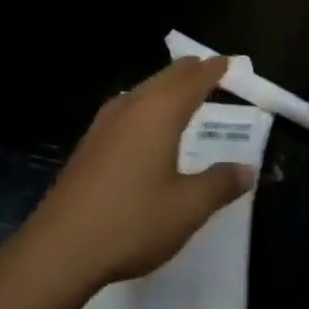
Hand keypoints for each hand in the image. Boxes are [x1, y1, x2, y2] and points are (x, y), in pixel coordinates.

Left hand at [12, 56, 255, 298]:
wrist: (61, 247)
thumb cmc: (132, 222)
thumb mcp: (186, 208)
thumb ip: (219, 184)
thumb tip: (248, 168)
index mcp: (160, 111)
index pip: (193, 79)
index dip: (213, 69)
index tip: (228, 61)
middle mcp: (133, 105)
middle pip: (166, 77)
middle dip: (190, 71)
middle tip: (209, 69)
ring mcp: (106, 121)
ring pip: (144, 89)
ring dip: (166, 85)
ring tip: (182, 91)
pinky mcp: (91, 141)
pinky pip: (128, 106)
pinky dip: (147, 102)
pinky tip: (144, 122)